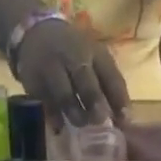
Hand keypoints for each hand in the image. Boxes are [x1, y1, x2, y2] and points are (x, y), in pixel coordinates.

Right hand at [14, 18, 129, 129]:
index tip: (125, 120)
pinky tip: (59, 128)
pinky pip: (46, 102)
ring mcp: (53, 69)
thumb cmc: (73, 51)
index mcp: (95, 52)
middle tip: (101, 122)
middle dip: (95, 103)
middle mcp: (74, 57)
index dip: (119, 99)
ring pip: (64, 94)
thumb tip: (124, 119)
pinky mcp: (36, 81)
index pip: (111, 76)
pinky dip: (53, 117)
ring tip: (81, 125)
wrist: (35, 32)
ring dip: (75, 113)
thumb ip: (108, 84)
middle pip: (86, 82)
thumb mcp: (94, 57)